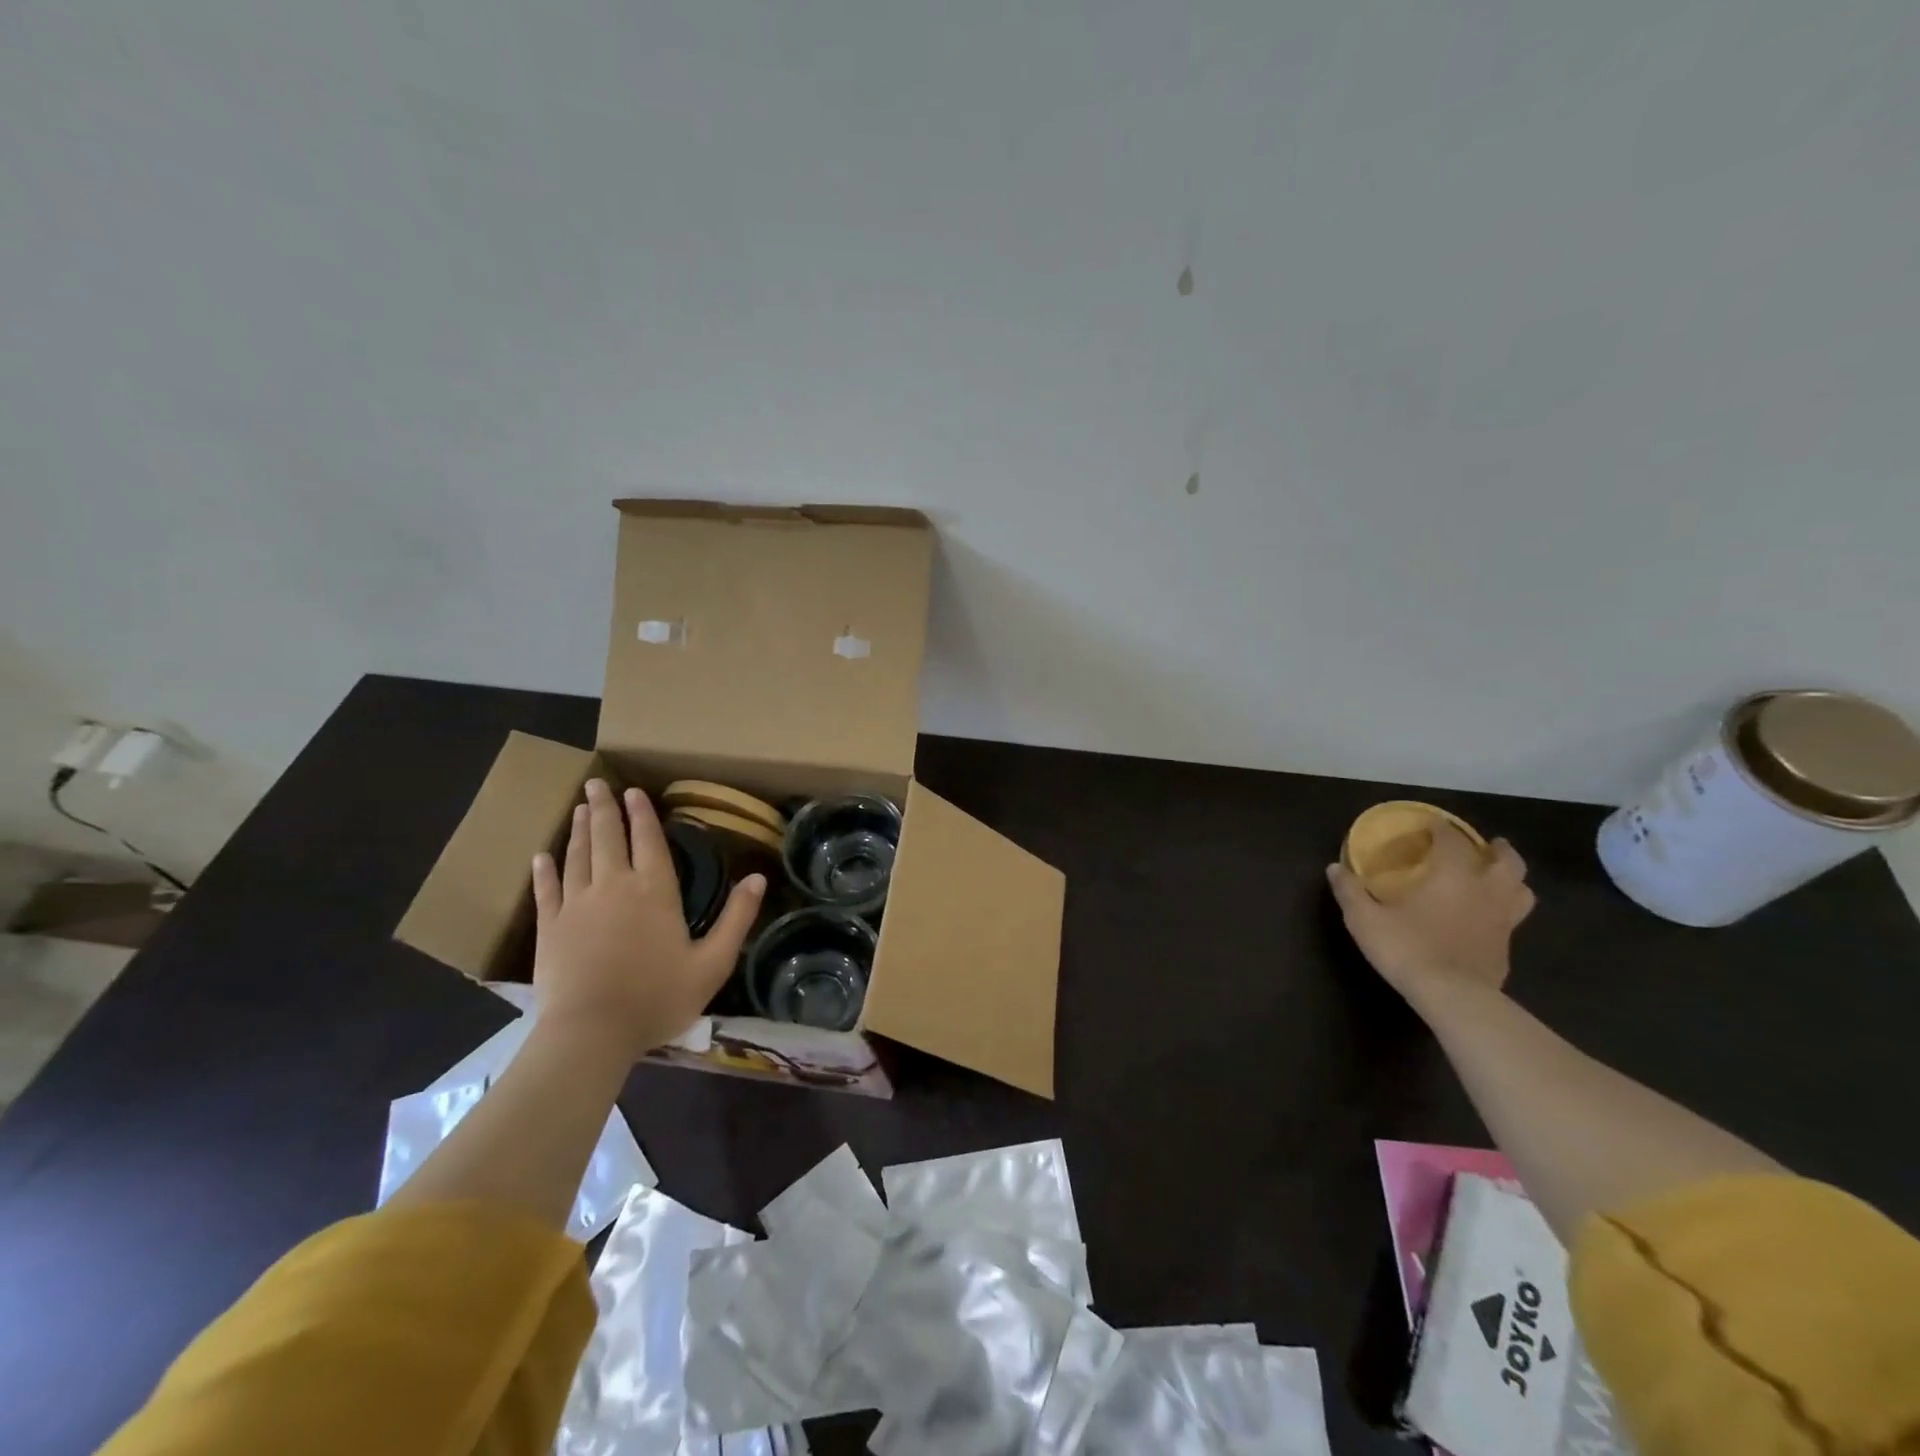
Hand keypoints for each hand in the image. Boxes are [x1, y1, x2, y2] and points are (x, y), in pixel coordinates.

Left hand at [530, 779, 764, 1058]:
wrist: (591, 1033)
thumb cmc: (658, 997)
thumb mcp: (713, 963)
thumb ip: (736, 918)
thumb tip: (759, 878)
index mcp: (654, 891)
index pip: (648, 840)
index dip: (641, 814)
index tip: (633, 791)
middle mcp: (614, 886)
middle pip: (607, 837)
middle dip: (603, 808)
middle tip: (596, 784)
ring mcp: (577, 904)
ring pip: (578, 856)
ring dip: (579, 830)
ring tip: (579, 808)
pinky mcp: (550, 927)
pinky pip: (547, 889)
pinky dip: (545, 870)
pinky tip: (541, 856)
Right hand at [1326, 822, 1533, 1014]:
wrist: (1452, 996)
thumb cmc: (1407, 947)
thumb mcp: (1364, 919)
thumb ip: (1350, 891)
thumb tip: (1335, 868)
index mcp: (1452, 875)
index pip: (1452, 840)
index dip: (1441, 828)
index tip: (1430, 824)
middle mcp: (1485, 891)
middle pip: (1507, 861)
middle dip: (1498, 849)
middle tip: (1487, 845)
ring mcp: (1502, 921)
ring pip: (1522, 890)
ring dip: (1513, 879)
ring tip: (1497, 878)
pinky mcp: (1507, 948)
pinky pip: (1513, 920)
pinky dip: (1504, 911)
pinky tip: (1487, 919)